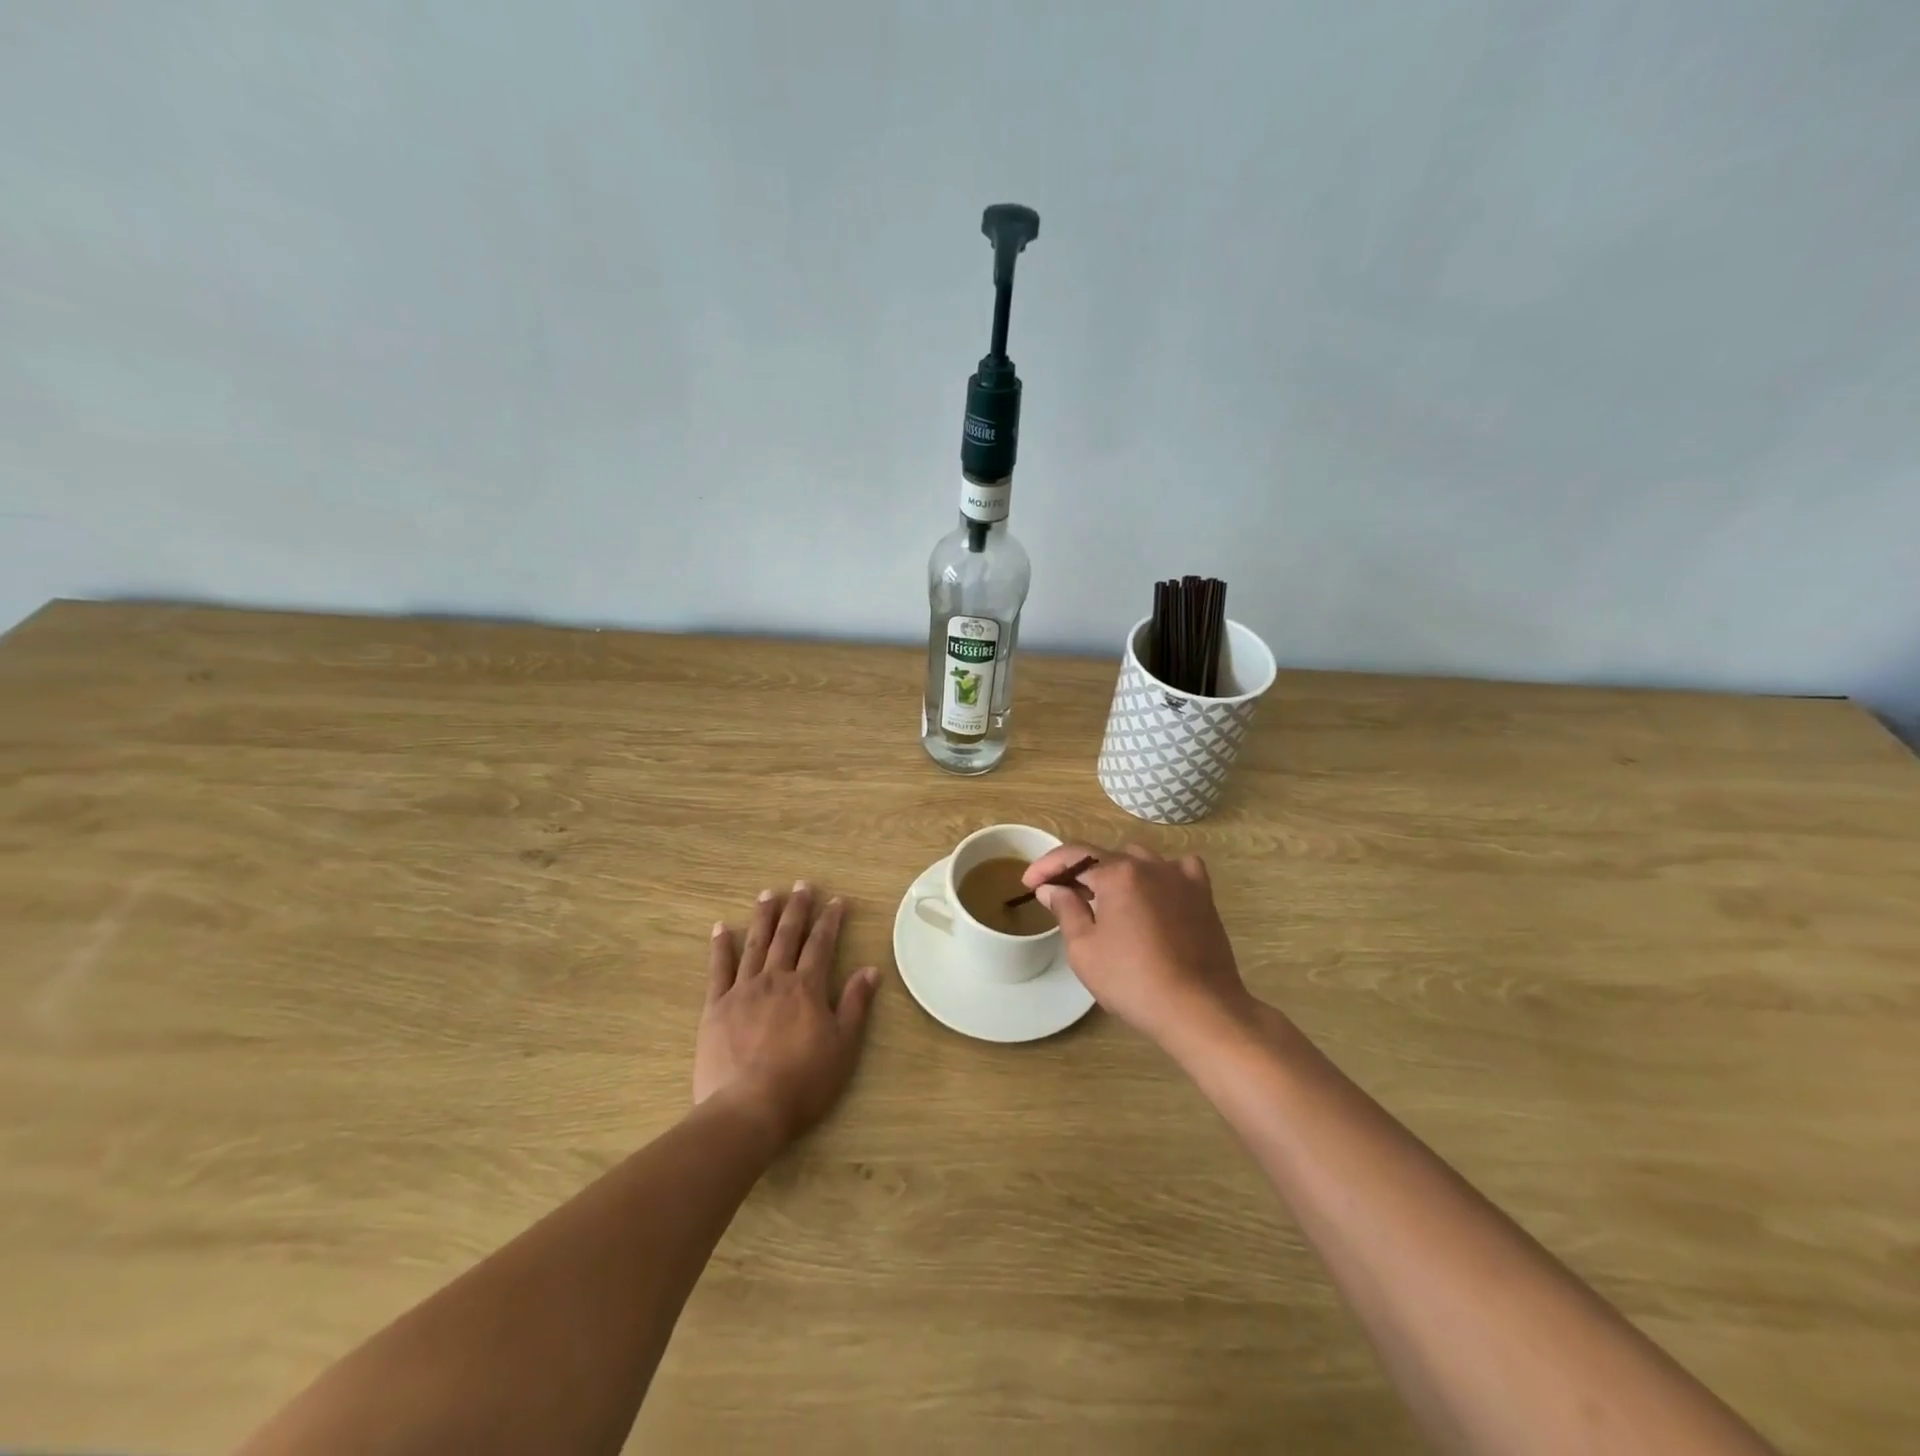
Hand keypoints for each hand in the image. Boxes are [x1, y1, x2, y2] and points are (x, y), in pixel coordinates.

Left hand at [695, 882, 880, 1143]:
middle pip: (788, 936)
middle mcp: (775, 979)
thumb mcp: (843, 1046)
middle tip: (802, 885)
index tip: (836, 900)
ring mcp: (742, 991)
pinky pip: (718, 970)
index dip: (830, 920)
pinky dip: (721, 947)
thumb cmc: (803, 1082)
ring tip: (767, 894)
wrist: (748, 1109)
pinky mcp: (715, 1008)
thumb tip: (870, 969)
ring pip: (755, 944)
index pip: (821, 944)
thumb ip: (855, 1004)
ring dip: (763, 918)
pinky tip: (722, 928)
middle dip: (797, 908)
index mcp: (807, 988)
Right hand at [1024, 843, 1254, 1048]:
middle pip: (1106, 857)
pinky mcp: (1203, 896)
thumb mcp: (1084, 949)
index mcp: (1118, 873)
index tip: (1028, 883)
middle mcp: (1150, 865)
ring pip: (1140, 860)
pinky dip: (1161, 875)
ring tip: (1106, 899)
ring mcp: (1181, 877)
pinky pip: (1179, 870)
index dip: (1046, 866)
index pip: (1073, 855)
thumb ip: (1065, 909)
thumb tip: (1052, 888)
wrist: (1198, 1009)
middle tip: (1061, 896)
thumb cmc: (1132, 981)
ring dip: (1117, 873)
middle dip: (1079, 872)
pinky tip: (1155, 892)